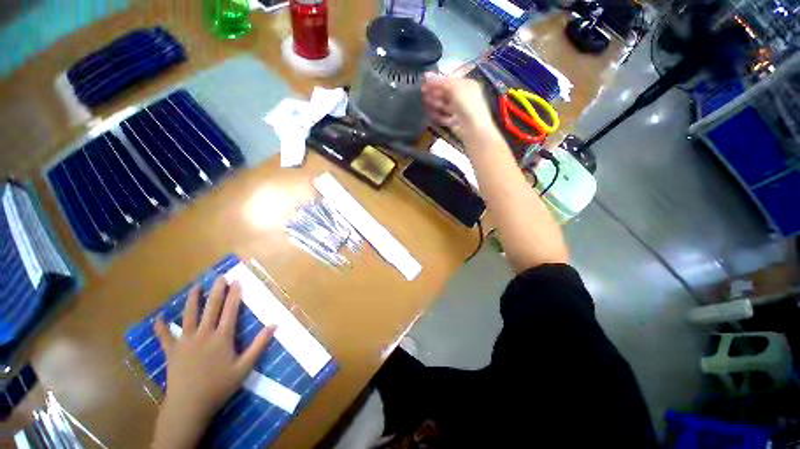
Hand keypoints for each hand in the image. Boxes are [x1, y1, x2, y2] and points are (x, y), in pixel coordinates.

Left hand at [151, 278, 274, 448]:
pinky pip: (164, 337)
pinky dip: (161, 327)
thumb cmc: (219, 386)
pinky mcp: (171, 351)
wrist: (189, 406)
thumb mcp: (245, 367)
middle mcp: (203, 334)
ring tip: (195, 287)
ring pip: (188, 316)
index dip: (234, 295)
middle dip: (216, 291)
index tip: (237, 281)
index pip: (230, 311)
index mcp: (222, 337)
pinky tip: (159, 318)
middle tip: (220, 277)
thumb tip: (274, 324)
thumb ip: (259, 345)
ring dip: (192, 300)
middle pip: (211, 308)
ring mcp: (185, 342)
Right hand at [422, 73, 499, 142]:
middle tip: (421, 91)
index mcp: (467, 85)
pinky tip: (428, 113)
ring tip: (422, 100)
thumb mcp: (454, 88)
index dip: (437, 80)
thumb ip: (440, 82)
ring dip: (433, 102)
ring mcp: (459, 110)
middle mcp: (463, 97)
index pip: (449, 80)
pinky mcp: (454, 122)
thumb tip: (426, 75)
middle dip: (434, 91)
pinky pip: (443, 117)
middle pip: (446, 93)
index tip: (424, 81)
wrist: (473, 128)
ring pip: (443, 105)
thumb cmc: (467, 104)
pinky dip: (436, 115)